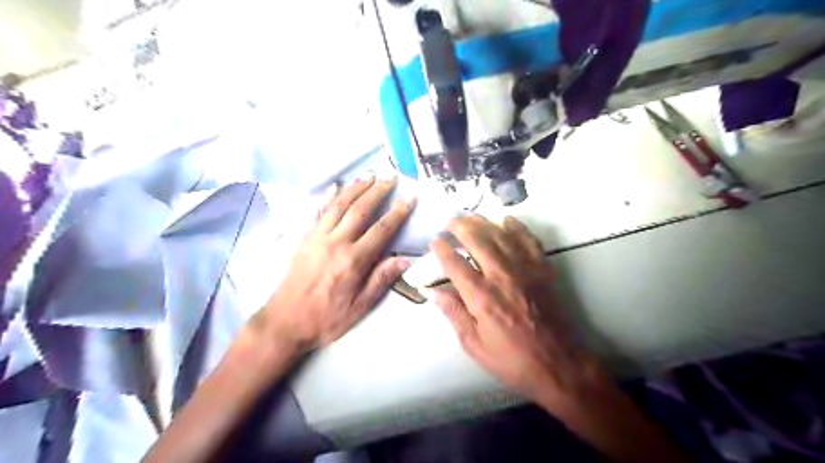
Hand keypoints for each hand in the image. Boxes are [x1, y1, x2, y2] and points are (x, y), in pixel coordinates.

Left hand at [255, 173, 416, 353]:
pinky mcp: (303, 238)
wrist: (284, 322)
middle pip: (360, 210)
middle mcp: (336, 242)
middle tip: (390, 176)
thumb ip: (381, 281)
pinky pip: (316, 212)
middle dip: (377, 191)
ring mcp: (317, 237)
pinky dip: (327, 197)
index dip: (398, 212)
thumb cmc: (326, 318)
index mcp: (353, 260)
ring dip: (355, 188)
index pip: (381, 230)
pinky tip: (335, 186)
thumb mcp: (359, 307)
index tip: (410, 197)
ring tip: (368, 175)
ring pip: (339, 205)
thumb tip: (405, 259)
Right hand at [433, 215, 604, 407]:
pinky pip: (529, 241)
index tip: (435, 241)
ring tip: (471, 216)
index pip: (455, 263)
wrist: (559, 364)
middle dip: (460, 226)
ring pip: (501, 235)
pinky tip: (507, 220)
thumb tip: (435, 292)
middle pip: (477, 240)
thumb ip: (454, 314)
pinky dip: (517, 227)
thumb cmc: (512, 359)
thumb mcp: (474, 345)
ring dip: (484, 222)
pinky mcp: (543, 270)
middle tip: (451, 221)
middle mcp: (501, 276)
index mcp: (481, 296)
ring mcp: (525, 270)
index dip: (442, 248)